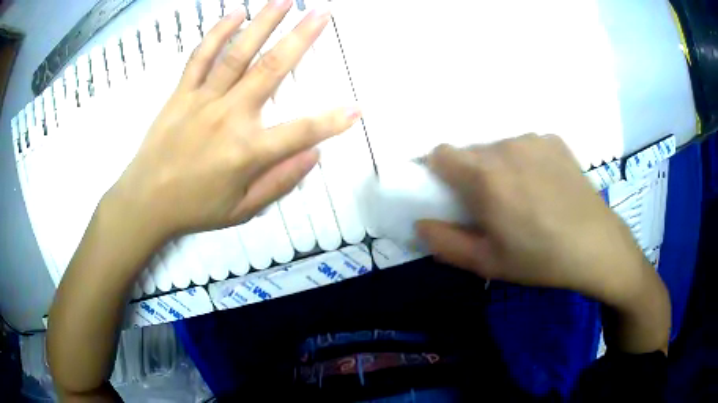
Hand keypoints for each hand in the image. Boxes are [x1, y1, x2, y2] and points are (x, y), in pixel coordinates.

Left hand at [109, 1, 360, 240]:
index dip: (331, 122)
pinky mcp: (181, 93)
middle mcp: (228, 116)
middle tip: (321, 12)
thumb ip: (279, 182)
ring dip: (263, 23)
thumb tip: (313, 156)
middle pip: (271, 69)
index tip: (355, 109)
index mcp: (247, 151)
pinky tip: (235, 14)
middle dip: (301, 38)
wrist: (145, 202)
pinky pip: (200, 57)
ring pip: (237, 54)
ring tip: (284, 0)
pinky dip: (217, 34)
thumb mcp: (242, 209)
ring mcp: (202, 100)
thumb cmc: (195, 208)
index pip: (300, 132)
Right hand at [416, 134, 653, 305]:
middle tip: (493, 205)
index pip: (440, 154)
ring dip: (499, 167)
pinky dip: (525, 161)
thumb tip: (420, 223)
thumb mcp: (487, 263)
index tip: (452, 195)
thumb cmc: (540, 259)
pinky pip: (525, 145)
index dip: (439, 173)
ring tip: (523, 196)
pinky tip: (545, 185)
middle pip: (470, 151)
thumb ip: (445, 242)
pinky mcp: (554, 140)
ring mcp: (533, 139)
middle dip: (471, 174)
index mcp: (485, 176)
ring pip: (498, 147)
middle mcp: (505, 147)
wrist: (596, 245)